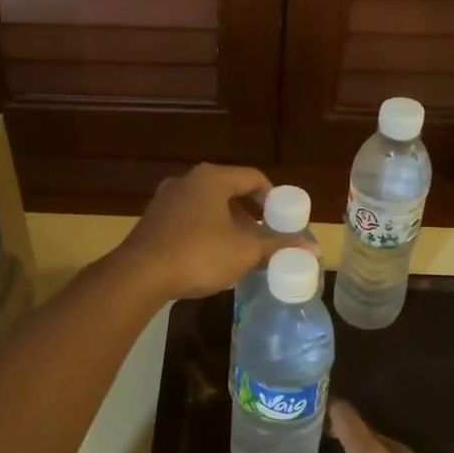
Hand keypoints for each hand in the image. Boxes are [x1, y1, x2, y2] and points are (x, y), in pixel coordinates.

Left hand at [113, 164, 312, 303]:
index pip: (253, 177)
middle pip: (228, 191)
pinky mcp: (152, 220)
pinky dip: (204, 232)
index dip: (273, 198)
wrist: (139, 275)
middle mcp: (187, 181)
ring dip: (226, 225)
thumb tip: (314, 248)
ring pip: (206, 206)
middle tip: (263, 237)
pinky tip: (209, 258)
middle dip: (249, 214)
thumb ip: (278, 246)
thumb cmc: (198, 255)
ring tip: (239, 251)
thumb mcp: (244, 252)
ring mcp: (165, 199)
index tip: (282, 220)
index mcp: (212, 179)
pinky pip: (187, 219)